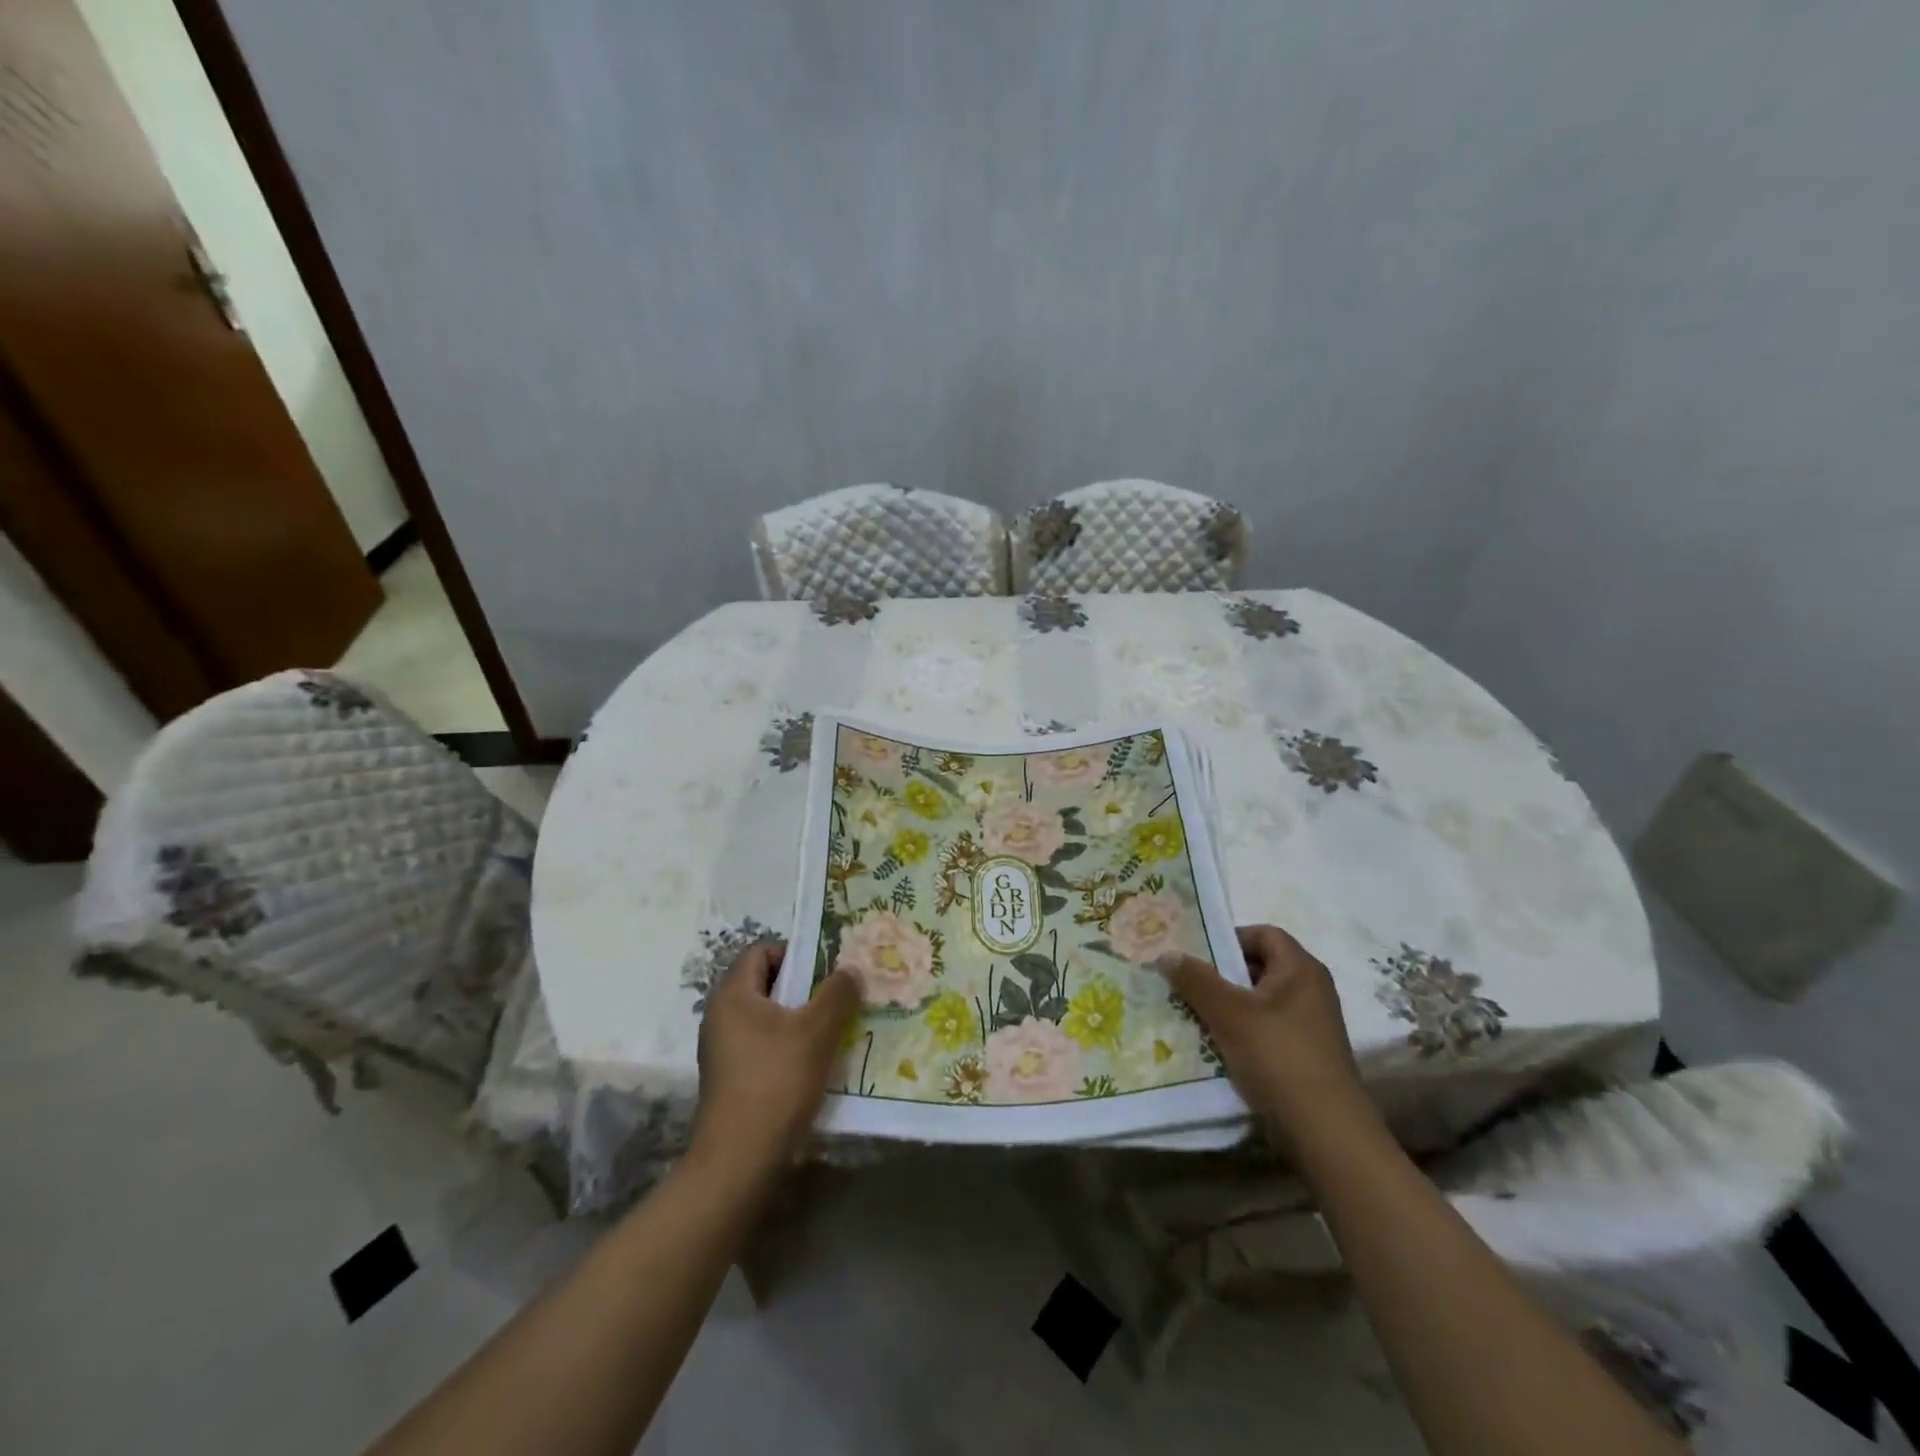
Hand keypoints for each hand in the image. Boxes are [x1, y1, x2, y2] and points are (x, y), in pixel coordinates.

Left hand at [692, 942, 858, 1176]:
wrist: (739, 1162)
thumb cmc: (776, 1081)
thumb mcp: (817, 1031)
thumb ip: (837, 993)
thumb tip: (849, 970)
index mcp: (732, 995)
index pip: (761, 951)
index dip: (795, 952)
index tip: (827, 969)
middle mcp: (721, 1017)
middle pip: (766, 984)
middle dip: (805, 987)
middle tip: (840, 997)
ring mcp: (723, 1051)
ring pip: (768, 1018)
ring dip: (801, 1020)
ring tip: (835, 1031)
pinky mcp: (731, 1080)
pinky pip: (764, 1047)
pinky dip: (790, 1047)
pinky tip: (816, 1065)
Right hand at [1157, 924, 1372, 1141]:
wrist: (1327, 1133)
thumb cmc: (1279, 1058)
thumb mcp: (1229, 1014)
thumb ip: (1196, 980)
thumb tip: (1167, 953)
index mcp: (1301, 969)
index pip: (1262, 934)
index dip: (1228, 938)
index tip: (1196, 954)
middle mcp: (1311, 990)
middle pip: (1259, 967)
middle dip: (1221, 974)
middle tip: (1186, 982)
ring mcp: (1311, 1025)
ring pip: (1260, 1001)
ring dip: (1228, 1005)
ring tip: (1193, 1014)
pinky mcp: (1306, 1055)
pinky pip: (1267, 1029)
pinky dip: (1241, 1031)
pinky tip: (1216, 1046)